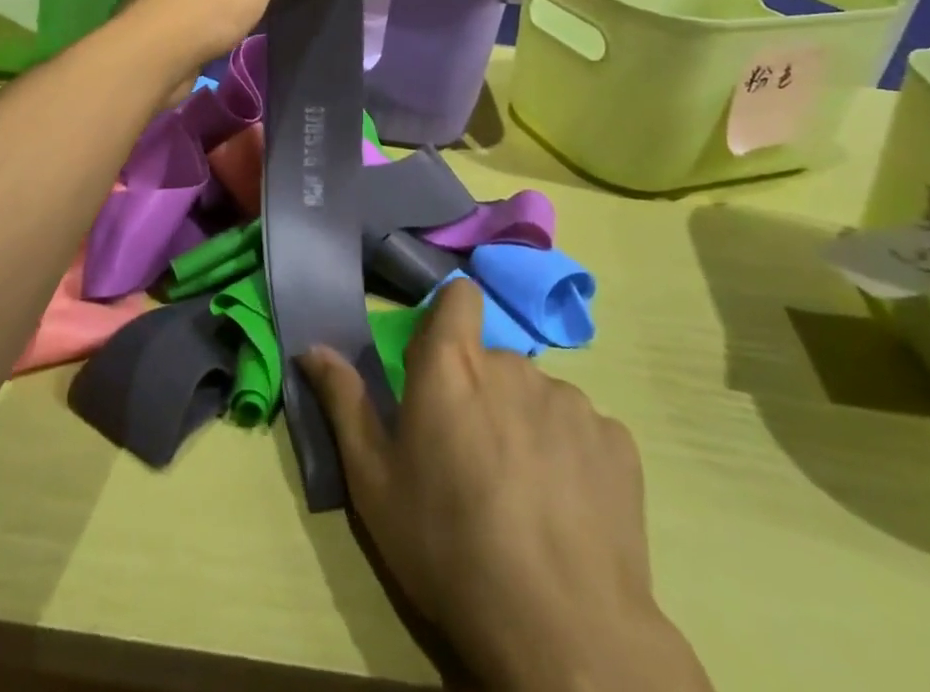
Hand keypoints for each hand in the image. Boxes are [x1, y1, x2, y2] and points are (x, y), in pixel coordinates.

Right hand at [300, 281, 711, 691]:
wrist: (563, 633)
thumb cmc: (448, 549)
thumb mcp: (374, 483)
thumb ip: (344, 403)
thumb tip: (312, 347)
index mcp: (451, 365)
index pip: (459, 296)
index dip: (450, 318)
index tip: (440, 363)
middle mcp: (512, 365)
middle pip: (492, 360)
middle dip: (481, 394)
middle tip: (473, 459)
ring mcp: (571, 400)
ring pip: (538, 397)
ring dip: (526, 426)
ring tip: (524, 495)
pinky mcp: (617, 441)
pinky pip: (584, 431)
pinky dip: (572, 457)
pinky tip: (567, 512)